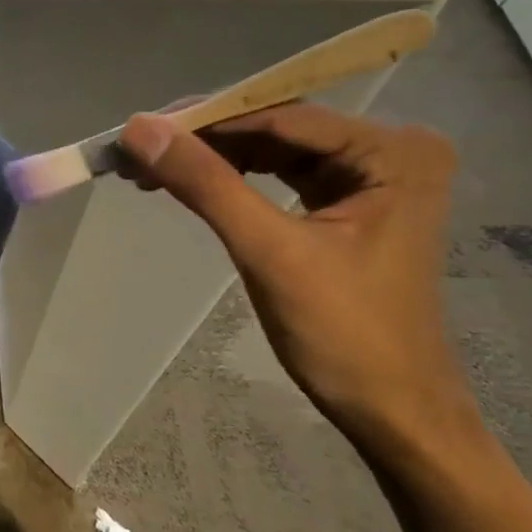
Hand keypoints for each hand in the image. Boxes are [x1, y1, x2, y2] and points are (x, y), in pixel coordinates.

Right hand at [118, 103, 476, 452]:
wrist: (395, 414)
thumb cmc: (346, 335)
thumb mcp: (269, 252)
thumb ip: (205, 183)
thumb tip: (139, 129)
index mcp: (391, 152)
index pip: (279, 117)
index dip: (203, 119)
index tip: (138, 128)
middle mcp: (387, 150)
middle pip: (274, 129)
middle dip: (202, 140)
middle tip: (136, 151)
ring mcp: (369, 177)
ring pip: (270, 150)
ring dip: (209, 158)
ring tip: (147, 168)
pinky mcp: (347, 203)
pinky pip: (278, 175)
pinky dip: (230, 180)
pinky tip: (186, 183)